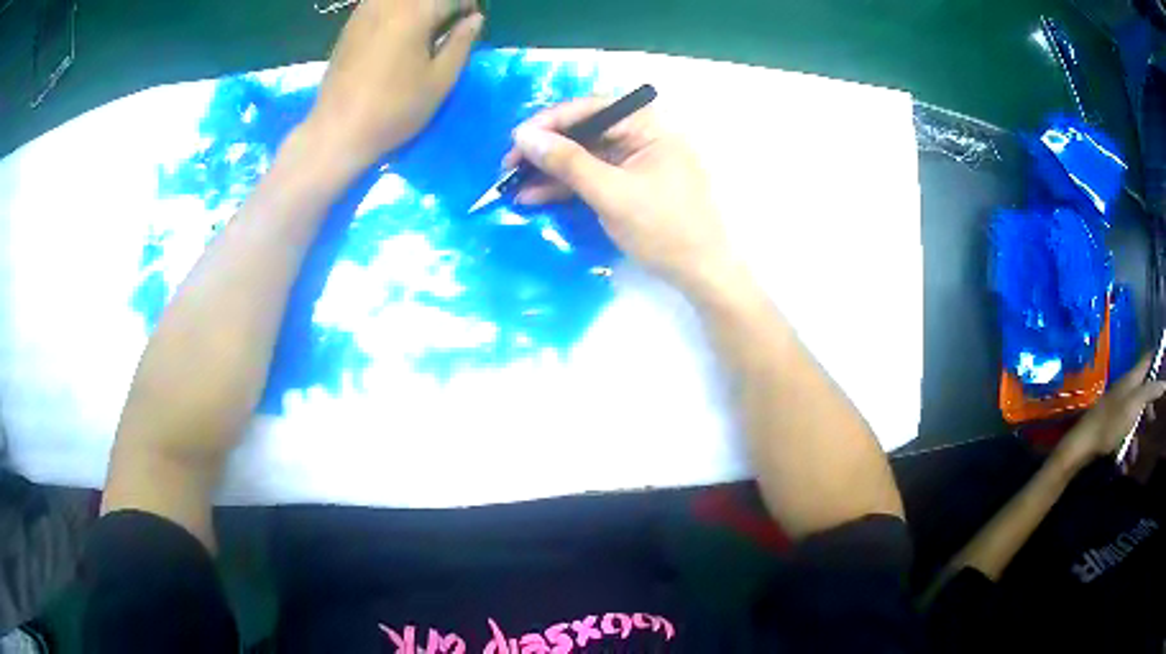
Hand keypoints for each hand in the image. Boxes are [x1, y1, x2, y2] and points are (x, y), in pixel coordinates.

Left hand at [307, 0, 482, 166]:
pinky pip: (379, 4)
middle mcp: (388, 4)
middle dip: (442, 5)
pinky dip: (395, 10)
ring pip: (399, 0)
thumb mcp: (440, 80)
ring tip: (424, 28)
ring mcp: (364, 13)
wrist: (338, 131)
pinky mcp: (349, 26)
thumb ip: (461, 43)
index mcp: (415, 12)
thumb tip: (475, 20)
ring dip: (418, 7)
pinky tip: (399, 30)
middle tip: (448, 26)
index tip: (472, 22)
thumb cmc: (394, 108)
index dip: (468, 6)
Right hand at [505, 97, 736, 295]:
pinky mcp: (630, 184)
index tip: (517, 139)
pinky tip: (535, 196)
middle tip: (510, 165)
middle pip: (585, 131)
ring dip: (551, 170)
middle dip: (547, 149)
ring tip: (513, 184)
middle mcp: (642, 135)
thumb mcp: (611, 193)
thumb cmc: (665, 228)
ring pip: (585, 156)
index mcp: (648, 125)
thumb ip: (567, 162)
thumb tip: (524, 136)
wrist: (702, 273)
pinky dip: (567, 186)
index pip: (592, 109)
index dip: (551, 121)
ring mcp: (636, 160)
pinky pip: (593, 176)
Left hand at [1057, 356, 1165, 469]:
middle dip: (1148, 407)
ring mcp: (1117, 408)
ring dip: (1136, 437)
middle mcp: (1125, 390)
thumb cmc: (1111, 422)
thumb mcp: (1135, 405)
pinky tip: (1125, 465)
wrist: (1083, 445)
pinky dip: (1126, 449)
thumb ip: (1150, 392)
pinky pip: (1123, 436)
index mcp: (1131, 379)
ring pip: (1133, 418)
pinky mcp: (1110, 427)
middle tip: (1152, 420)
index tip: (1164, 361)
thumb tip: (1164, 382)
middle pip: (1142, 391)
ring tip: (1135, 454)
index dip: (1156, 359)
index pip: (1147, 360)